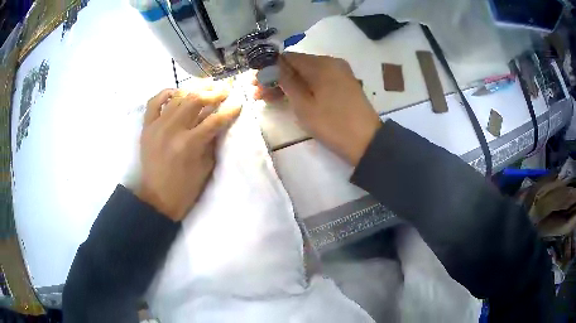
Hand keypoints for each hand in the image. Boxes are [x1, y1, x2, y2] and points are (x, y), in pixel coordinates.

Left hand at [137, 86, 240, 221]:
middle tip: (225, 89)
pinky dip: (165, 93)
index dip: (229, 110)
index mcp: (189, 144)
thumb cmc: (185, 188)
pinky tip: (176, 92)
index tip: (238, 103)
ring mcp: (157, 126)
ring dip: (194, 88)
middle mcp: (172, 130)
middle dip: (214, 92)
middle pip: (196, 100)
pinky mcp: (147, 127)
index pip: (214, 120)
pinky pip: (154, 102)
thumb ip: (212, 141)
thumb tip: (219, 121)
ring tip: (206, 85)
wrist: (157, 198)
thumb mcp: (206, 167)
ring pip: (178, 97)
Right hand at [258, 53, 381, 165]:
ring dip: (288, 83)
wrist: (367, 142)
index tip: (255, 83)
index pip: (288, 57)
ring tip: (269, 99)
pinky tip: (290, 97)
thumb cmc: (333, 124)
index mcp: (321, 64)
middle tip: (258, 94)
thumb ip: (286, 81)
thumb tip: (271, 65)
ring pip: (307, 73)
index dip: (269, 68)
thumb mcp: (304, 104)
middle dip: (276, 77)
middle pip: (297, 65)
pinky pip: (318, 80)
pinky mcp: (343, 84)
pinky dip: (304, 87)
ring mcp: (339, 73)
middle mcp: (331, 62)